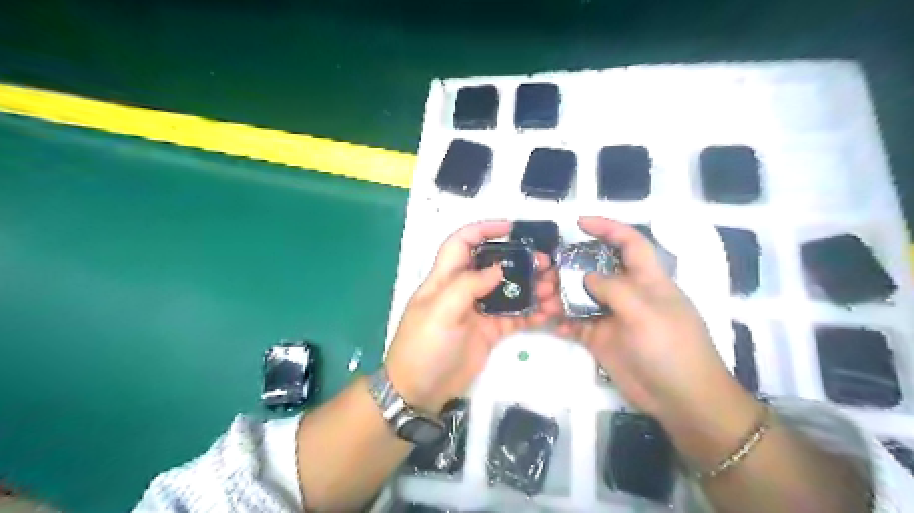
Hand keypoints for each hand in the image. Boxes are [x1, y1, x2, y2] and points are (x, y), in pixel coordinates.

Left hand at [383, 221, 561, 412]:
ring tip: (554, 289)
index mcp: (445, 278)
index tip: (511, 228)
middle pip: (493, 265)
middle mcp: (463, 290)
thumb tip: (498, 268)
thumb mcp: (440, 311)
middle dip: (519, 260)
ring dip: (532, 287)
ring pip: (508, 290)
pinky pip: (515, 317)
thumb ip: (468, 285)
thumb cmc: (423, 346)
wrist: (419, 391)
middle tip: (546, 263)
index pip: (462, 243)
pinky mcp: (490, 331)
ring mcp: (479, 311)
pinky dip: (532, 312)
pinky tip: (549, 312)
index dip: (483, 230)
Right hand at [562, 216, 745, 423]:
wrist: (680, 399)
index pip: (629, 243)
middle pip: (595, 269)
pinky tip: (551, 323)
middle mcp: (627, 293)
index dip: (607, 228)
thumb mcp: (646, 312)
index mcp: (647, 279)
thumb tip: (587, 276)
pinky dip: (562, 320)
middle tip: (546, 274)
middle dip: (570, 267)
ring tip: (541, 301)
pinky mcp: (601, 338)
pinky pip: (576, 322)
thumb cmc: (671, 347)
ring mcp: (612, 316)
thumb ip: (614, 288)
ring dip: (559, 296)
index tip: (580, 223)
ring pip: (580, 296)